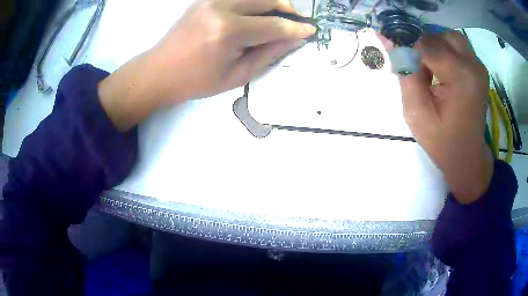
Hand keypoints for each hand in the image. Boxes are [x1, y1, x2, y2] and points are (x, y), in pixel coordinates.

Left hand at [98, 0, 314, 130]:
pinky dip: (253, 3)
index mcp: (229, 32)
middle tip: (296, 21)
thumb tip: (294, 39)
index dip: (295, 28)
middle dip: (287, 10)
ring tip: (279, 17)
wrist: (159, 71)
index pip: (273, 26)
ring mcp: (211, 0)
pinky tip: (256, 14)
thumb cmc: (196, 81)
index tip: (311, 30)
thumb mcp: (236, 75)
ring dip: (271, 3)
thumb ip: (268, 54)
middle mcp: (221, 8)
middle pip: (267, 0)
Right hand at [399, 32, 492, 203]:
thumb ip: (404, 72)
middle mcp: (473, 65)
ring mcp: (479, 65)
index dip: (410, 52)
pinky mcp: (479, 68)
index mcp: (461, 77)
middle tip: (420, 71)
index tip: (406, 68)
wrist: (467, 156)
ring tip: (433, 70)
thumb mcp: (416, 112)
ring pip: (449, 37)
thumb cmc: (442, 141)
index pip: (427, 45)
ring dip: (436, 47)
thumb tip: (387, 38)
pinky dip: (446, 52)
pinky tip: (444, 72)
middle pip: (439, 36)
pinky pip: (458, 46)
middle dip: (423, 48)